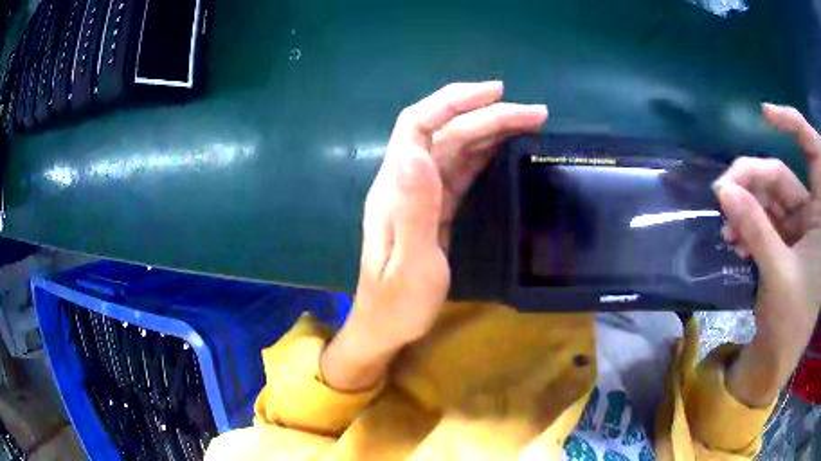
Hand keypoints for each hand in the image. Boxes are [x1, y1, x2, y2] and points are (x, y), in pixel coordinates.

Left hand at [320, 82, 547, 390]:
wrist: (387, 327)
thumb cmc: (398, 304)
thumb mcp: (412, 263)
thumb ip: (415, 210)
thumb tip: (416, 153)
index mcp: (395, 189)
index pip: (418, 125)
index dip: (453, 102)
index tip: (496, 93)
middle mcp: (406, 182)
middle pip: (445, 132)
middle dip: (488, 115)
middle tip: (535, 114)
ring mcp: (421, 193)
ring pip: (456, 147)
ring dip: (491, 130)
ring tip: (530, 124)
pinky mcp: (436, 207)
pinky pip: (461, 170)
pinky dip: (485, 153)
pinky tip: (506, 147)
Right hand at [714, 103, 820, 406]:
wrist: (778, 359)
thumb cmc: (790, 322)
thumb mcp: (777, 273)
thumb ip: (755, 228)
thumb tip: (724, 190)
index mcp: (820, 218)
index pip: (813, 152)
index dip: (793, 125)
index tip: (765, 115)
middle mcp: (811, 215)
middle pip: (781, 177)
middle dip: (751, 180)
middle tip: (722, 192)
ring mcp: (797, 230)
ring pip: (769, 199)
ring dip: (745, 208)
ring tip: (726, 230)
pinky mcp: (784, 243)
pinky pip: (764, 221)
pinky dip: (748, 226)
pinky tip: (734, 242)